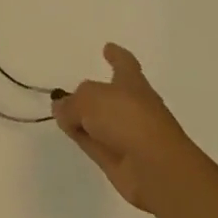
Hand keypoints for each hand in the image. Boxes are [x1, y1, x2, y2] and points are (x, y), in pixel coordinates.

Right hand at [53, 43, 190, 214]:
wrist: (157, 170)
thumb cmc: (127, 119)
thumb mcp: (89, 99)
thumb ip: (71, 103)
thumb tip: (63, 110)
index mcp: (132, 83)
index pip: (124, 63)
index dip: (116, 55)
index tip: (108, 47)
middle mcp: (132, 106)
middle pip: (109, 95)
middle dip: (92, 93)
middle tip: (70, 91)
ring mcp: (127, 135)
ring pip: (100, 121)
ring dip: (84, 118)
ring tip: (60, 113)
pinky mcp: (120, 160)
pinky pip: (96, 143)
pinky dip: (83, 138)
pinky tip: (67, 132)